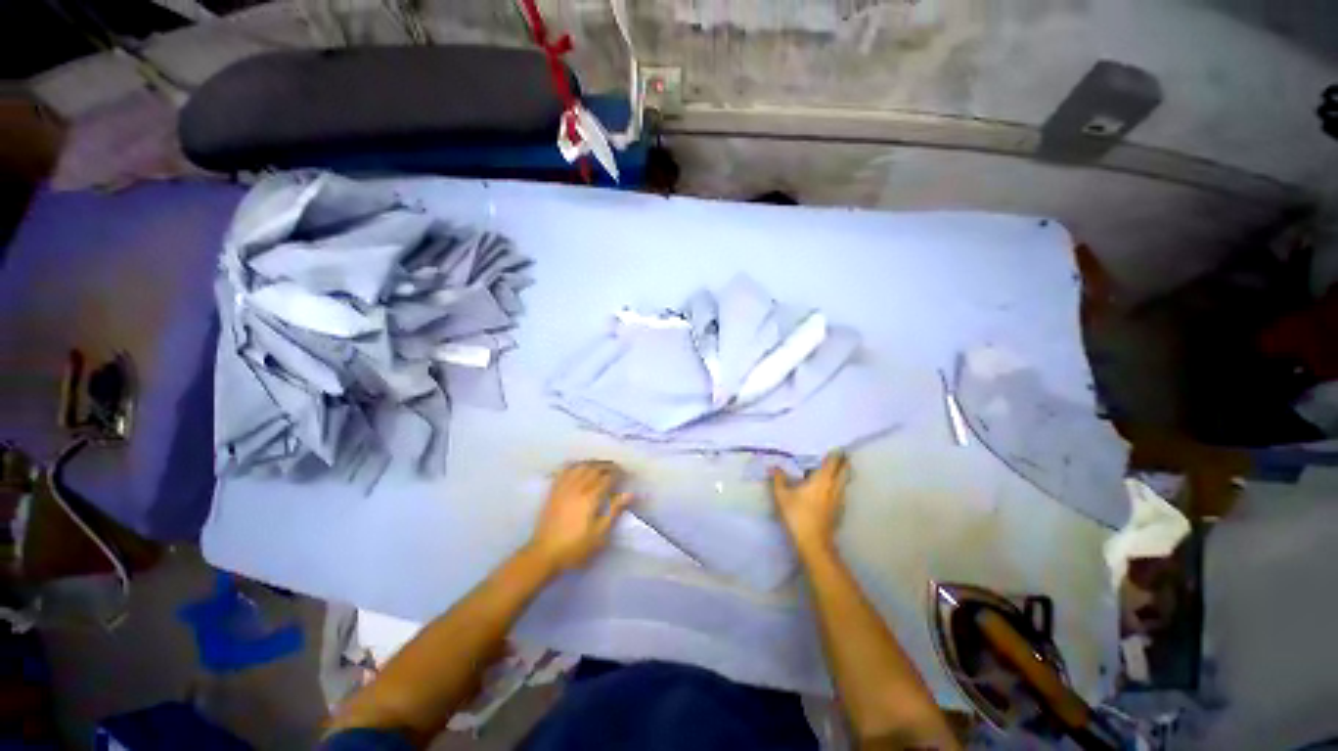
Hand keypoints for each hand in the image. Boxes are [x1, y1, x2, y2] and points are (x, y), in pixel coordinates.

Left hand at [528, 461, 632, 571]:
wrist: (544, 554)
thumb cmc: (575, 547)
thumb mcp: (600, 534)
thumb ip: (614, 511)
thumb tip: (629, 493)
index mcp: (590, 497)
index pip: (607, 477)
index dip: (618, 473)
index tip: (626, 473)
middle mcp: (577, 488)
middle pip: (594, 468)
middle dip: (607, 465)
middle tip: (616, 468)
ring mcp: (563, 488)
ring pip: (580, 466)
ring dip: (592, 463)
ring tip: (600, 465)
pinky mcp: (553, 491)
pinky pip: (564, 471)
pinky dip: (574, 465)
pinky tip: (578, 466)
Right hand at [770, 452, 849, 554]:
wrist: (813, 543)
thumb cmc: (797, 515)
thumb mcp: (782, 496)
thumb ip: (778, 479)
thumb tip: (774, 466)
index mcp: (822, 479)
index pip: (833, 462)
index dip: (835, 453)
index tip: (835, 447)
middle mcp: (834, 487)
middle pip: (846, 470)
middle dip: (844, 462)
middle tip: (840, 456)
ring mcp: (840, 500)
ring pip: (846, 482)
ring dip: (844, 474)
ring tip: (836, 470)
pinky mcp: (840, 511)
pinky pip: (843, 493)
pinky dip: (840, 486)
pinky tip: (831, 490)